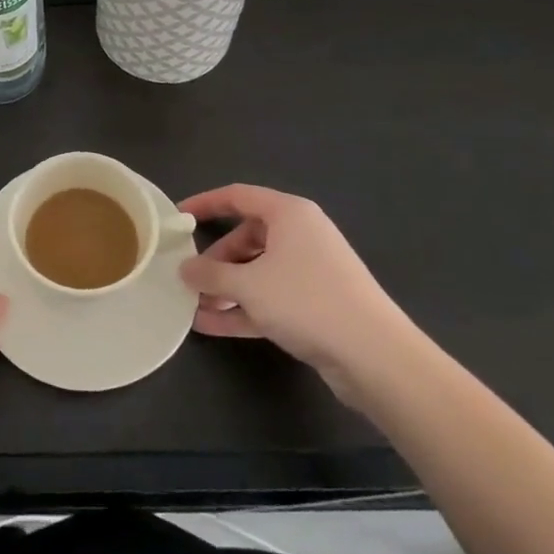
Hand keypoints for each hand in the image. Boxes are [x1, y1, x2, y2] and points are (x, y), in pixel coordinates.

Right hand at [179, 184, 418, 404]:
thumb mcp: (248, 285)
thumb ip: (211, 274)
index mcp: (289, 214)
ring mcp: (310, 272)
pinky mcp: (315, 305)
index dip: (205, 203)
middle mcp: (301, 236)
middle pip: (246, 237)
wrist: (375, 357)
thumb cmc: (307, 301)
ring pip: (257, 271)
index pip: (237, 196)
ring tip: (193, 306)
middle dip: (215, 260)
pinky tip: (211, 326)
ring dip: (226, 288)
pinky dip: (243, 308)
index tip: (177, 216)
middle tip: (188, 277)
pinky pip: (269, 298)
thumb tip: (185, 268)